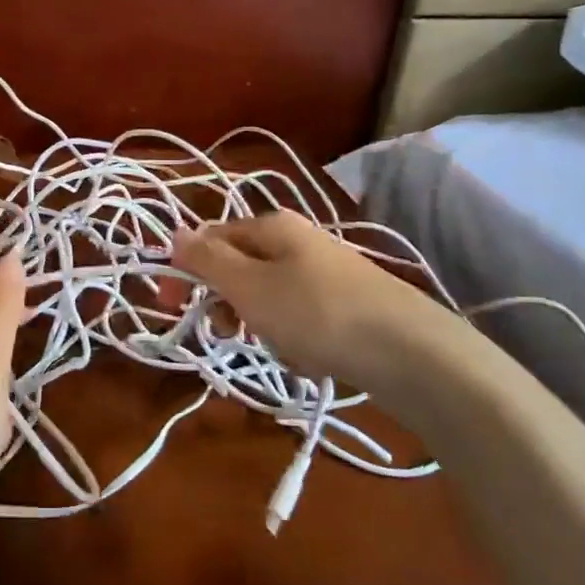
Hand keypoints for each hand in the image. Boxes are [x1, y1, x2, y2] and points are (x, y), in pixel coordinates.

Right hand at [170, 210, 458, 394]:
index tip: (173, 306)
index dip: (187, 269)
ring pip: (270, 296)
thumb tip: (174, 231)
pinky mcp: (349, 304)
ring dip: (261, 324)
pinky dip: (295, 338)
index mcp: (272, 226)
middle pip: (241, 267)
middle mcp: (300, 240)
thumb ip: (207, 259)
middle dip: (228, 302)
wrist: (411, 353)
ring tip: (278, 348)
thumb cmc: (316, 313)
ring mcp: (328, 271)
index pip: (212, 238)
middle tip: (228, 333)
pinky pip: (302, 317)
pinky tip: (309, 358)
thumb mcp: (248, 285)